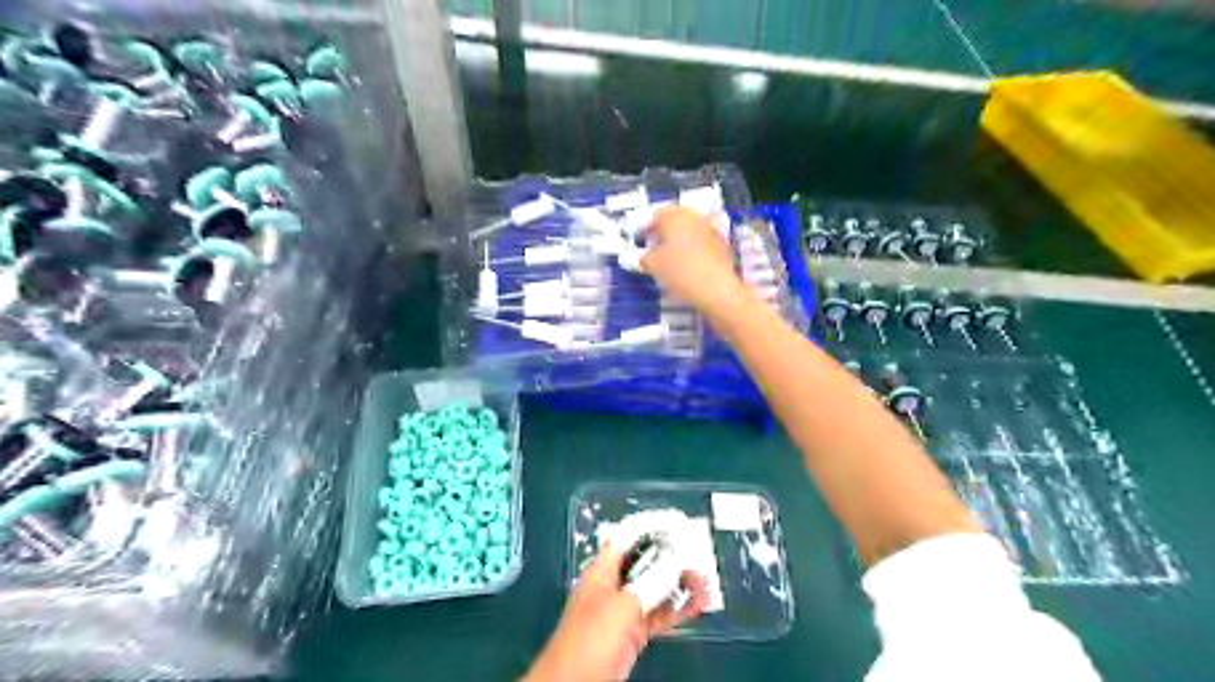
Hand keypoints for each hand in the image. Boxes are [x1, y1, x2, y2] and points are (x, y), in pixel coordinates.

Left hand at [526, 544, 708, 681]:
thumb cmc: (590, 640)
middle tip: (698, 559)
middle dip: (672, 558)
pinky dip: (677, 609)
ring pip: (656, 588)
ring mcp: (624, 609)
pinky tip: (696, 604)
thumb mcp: (621, 607)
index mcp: (602, 570)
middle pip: (646, 561)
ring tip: (704, 584)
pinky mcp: (633, 633)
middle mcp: (614, 585)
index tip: (678, 522)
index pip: (628, 537)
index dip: (652, 526)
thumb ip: (649, 582)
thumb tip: (675, 560)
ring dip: (679, 584)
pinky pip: (659, 614)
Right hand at [646, 208, 750, 317]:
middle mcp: (694, 217)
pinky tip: (689, 264)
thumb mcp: (652, 265)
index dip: (646, 229)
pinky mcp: (722, 243)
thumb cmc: (679, 271)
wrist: (716, 288)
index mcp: (674, 216)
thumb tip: (647, 256)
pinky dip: (694, 249)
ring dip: (680, 240)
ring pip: (689, 231)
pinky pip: (701, 242)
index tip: (641, 241)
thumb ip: (644, 257)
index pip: (655, 217)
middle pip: (674, 221)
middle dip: (664, 233)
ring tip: (672, 258)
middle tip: (656, 248)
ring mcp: (711, 229)